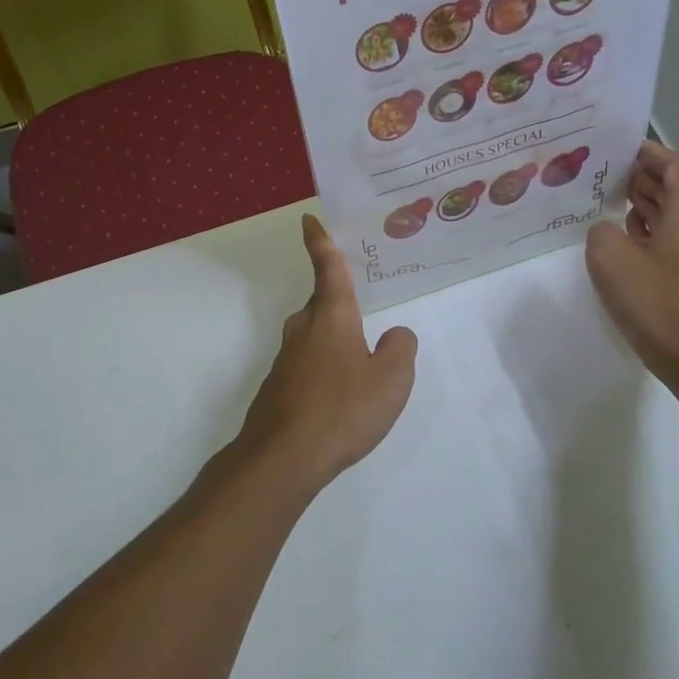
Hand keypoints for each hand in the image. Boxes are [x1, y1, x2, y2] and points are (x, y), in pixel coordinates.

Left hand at [234, 214, 417, 487]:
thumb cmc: (342, 409)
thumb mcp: (391, 379)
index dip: (321, 241)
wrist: (283, 458)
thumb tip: (394, 336)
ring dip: (335, 339)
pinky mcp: (278, 387)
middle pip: (322, 303)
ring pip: (315, 336)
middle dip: (339, 300)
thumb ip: (400, 350)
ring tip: (360, 359)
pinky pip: (308, 364)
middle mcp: (304, 329)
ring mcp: (286, 359)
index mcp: (332, 316)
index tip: (309, 220)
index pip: (327, 267)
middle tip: (362, 302)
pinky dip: (325, 368)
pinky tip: (340, 396)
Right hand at [586, 141, 678, 383]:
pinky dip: (651, 231)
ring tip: (609, 199)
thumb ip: (602, 231)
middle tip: (606, 171)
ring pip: (675, 216)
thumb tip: (609, 231)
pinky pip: (674, 241)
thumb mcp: (611, 258)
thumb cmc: (656, 302)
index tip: (622, 147)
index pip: (677, 167)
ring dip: (646, 205)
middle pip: (677, 190)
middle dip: (644, 177)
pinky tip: (625, 239)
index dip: (651, 153)